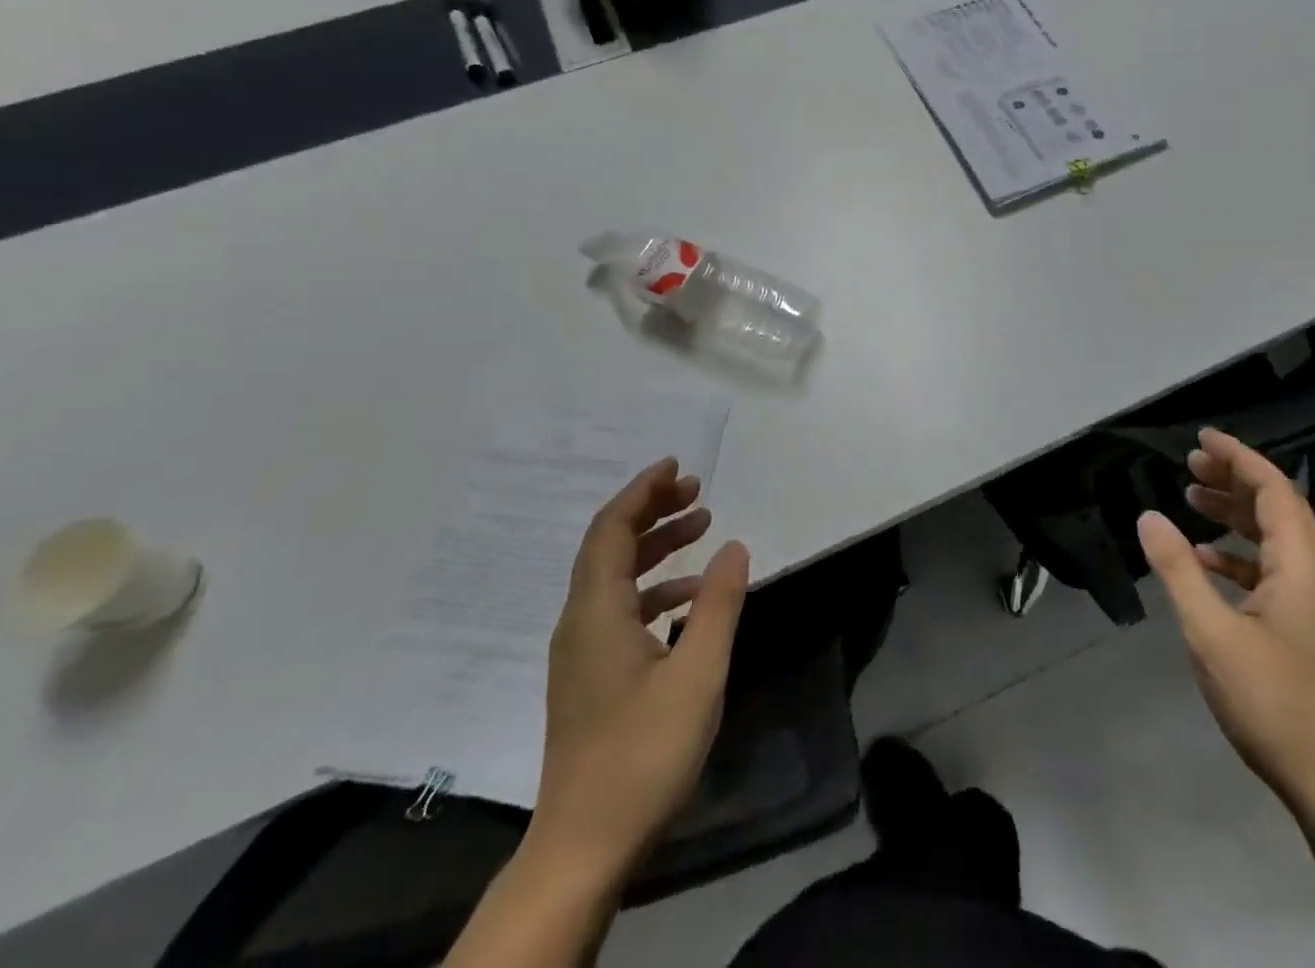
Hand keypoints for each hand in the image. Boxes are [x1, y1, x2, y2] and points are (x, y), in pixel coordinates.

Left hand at [526, 458, 748, 878]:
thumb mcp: (697, 674)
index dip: (642, 491)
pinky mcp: (589, 678)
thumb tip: (735, 546)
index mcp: (596, 612)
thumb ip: (717, 604)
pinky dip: (654, 590)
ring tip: (703, 530)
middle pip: (610, 546)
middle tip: (698, 492)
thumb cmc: (642, 754)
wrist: (583, 847)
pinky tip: (689, 602)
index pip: (612, 529)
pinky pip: (619, 610)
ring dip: (656, 549)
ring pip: (615, 578)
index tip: (677, 467)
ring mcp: (581, 653)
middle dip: (653, 511)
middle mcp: (579, 622)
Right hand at [1137, 430, 1314, 809]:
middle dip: (1235, 479)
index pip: (1274, 490)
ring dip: (1237, 515)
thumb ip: (1179, 570)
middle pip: (1280, 508)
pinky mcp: (1313, 630)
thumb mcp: (1212, 633)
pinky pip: (1277, 571)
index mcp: (1303, 567)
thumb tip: (1149, 517)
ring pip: (1278, 539)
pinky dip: (1242, 555)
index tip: (1202, 438)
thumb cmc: (1274, 703)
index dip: (1239, 457)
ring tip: (1191, 501)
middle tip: (1190, 465)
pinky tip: (1208, 563)